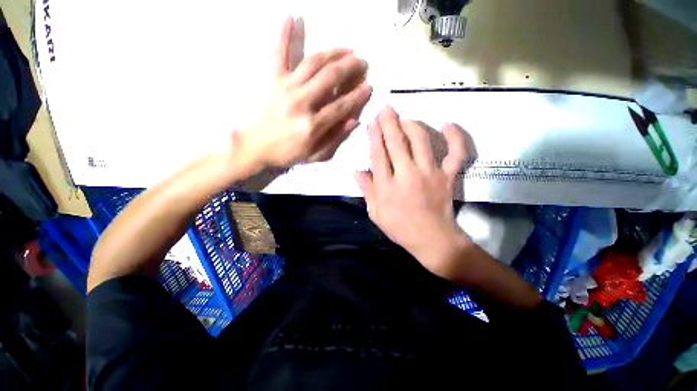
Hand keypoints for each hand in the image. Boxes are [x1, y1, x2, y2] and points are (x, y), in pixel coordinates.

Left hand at [235, 17, 371, 171]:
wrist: (257, 147)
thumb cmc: (289, 153)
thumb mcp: (316, 155)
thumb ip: (336, 138)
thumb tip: (354, 120)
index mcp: (312, 125)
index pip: (341, 106)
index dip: (357, 96)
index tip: (369, 87)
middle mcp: (301, 102)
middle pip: (330, 78)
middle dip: (350, 68)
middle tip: (363, 63)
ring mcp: (286, 88)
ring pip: (313, 63)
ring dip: (333, 52)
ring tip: (347, 49)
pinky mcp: (274, 81)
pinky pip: (279, 55)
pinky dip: (283, 35)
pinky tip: (290, 17)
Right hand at [355, 106, 469, 280]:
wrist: (432, 240)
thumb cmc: (400, 228)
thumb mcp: (375, 214)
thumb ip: (367, 190)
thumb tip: (357, 171)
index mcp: (387, 187)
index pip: (378, 155)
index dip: (375, 136)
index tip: (373, 122)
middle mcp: (407, 176)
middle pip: (397, 143)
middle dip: (389, 123)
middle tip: (386, 109)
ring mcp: (430, 174)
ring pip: (421, 141)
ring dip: (412, 125)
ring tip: (405, 118)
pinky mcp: (448, 176)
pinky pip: (455, 153)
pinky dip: (454, 137)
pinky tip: (447, 124)